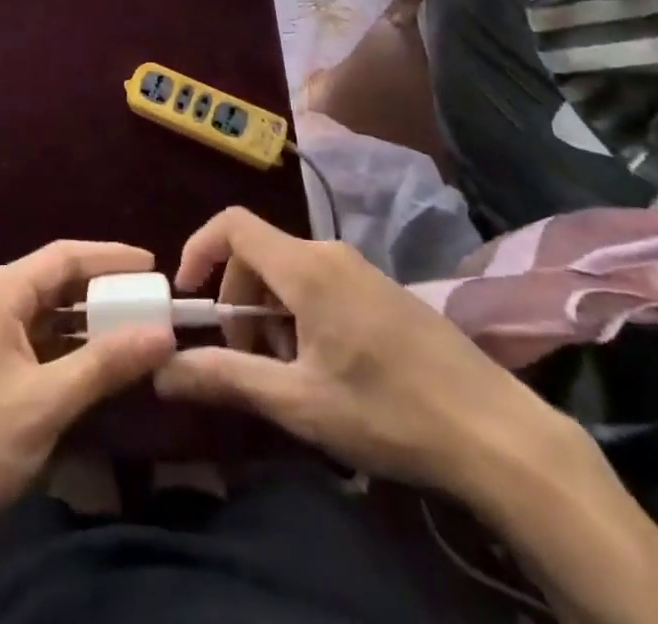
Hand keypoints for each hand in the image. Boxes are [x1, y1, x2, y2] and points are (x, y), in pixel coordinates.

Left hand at [0, 240, 174, 550]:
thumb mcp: (46, 403)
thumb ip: (105, 363)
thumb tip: (164, 332)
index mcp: (0, 291)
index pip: (65, 256)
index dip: (111, 258)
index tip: (155, 266)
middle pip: (57, 281)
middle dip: (104, 291)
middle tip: (152, 303)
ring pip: (48, 314)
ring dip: (89, 323)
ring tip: (136, 332)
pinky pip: (37, 342)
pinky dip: (69, 349)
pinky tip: (98, 366)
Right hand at [153, 207, 566, 497]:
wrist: (495, 431)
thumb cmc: (388, 412)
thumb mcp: (299, 402)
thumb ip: (227, 378)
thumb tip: (162, 372)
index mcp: (304, 267)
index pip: (232, 225)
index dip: (199, 249)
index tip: (187, 297)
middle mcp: (329, 252)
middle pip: (258, 253)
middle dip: (237, 299)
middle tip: (246, 358)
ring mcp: (359, 268)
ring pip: (289, 271)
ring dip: (269, 313)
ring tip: (289, 372)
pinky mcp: (381, 288)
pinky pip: (319, 282)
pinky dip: (300, 314)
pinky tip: (326, 368)